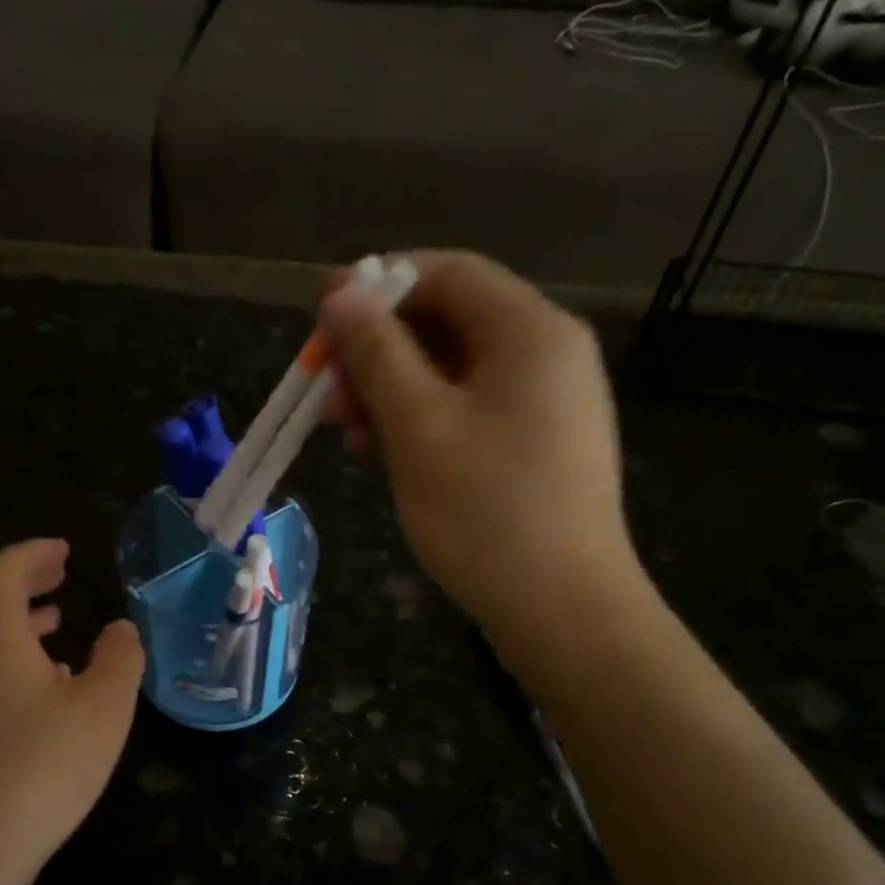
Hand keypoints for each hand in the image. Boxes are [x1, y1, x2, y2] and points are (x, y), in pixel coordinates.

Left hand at [0, 539, 144, 883]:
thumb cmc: (45, 764)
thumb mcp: (104, 706)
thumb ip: (120, 658)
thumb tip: (120, 629)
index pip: (2, 571)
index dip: (33, 552)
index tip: (65, 551)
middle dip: (20, 577)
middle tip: (59, 574)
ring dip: (15, 616)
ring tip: (56, 619)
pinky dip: (10, 653)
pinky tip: (46, 683)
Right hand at [319, 251, 637, 632]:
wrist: (563, 611)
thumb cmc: (487, 512)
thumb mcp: (419, 427)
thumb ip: (377, 354)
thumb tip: (340, 295)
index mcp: (530, 331)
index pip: (447, 272)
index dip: (378, 285)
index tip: (321, 315)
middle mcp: (545, 354)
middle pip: (447, 321)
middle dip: (378, 349)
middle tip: (324, 387)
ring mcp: (544, 403)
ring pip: (452, 371)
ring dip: (391, 390)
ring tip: (343, 429)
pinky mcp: (534, 445)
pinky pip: (468, 410)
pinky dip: (420, 421)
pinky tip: (380, 452)